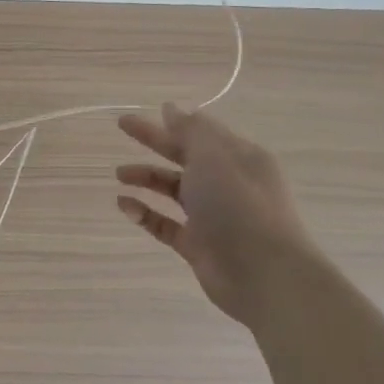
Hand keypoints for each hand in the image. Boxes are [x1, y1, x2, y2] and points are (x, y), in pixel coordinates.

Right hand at [114, 104, 322, 328]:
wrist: (264, 275)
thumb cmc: (239, 205)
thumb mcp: (214, 156)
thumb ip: (190, 131)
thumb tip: (172, 108)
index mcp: (239, 158)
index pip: (203, 133)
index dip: (175, 121)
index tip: (148, 111)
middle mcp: (228, 184)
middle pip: (184, 156)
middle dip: (154, 141)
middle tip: (122, 126)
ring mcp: (213, 215)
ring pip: (174, 190)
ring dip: (146, 178)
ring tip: (119, 176)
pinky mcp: (198, 244)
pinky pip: (165, 223)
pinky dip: (145, 213)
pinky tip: (124, 205)